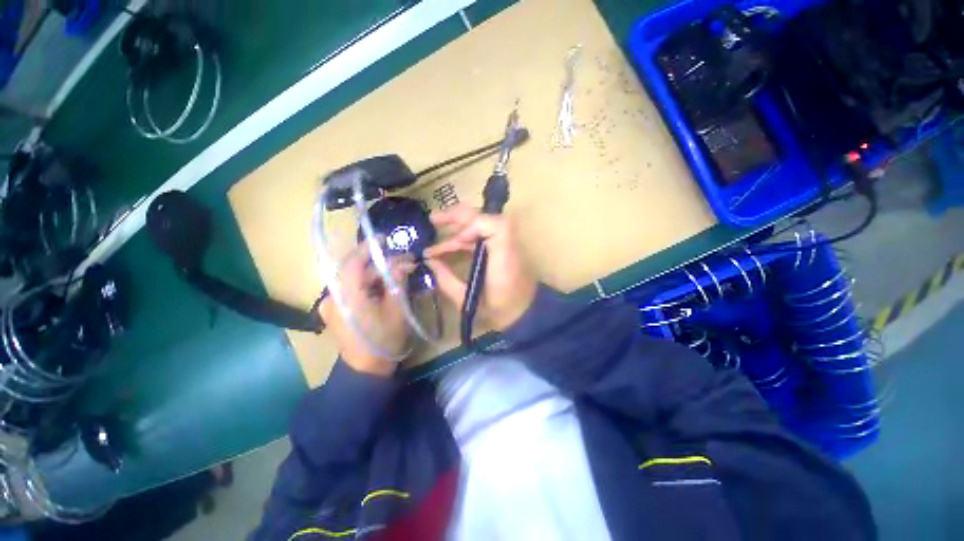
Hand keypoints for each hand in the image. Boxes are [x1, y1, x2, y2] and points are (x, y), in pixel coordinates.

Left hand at [319, 246, 415, 375]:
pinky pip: (352, 289)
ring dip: (374, 273)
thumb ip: (397, 283)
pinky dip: (368, 283)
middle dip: (378, 263)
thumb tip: (404, 263)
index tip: (384, 239)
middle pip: (354, 270)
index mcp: (346, 297)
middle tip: (401, 261)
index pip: (352, 263)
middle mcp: (332, 297)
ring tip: (396, 272)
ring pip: (354, 279)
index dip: (368, 248)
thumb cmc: (383, 340)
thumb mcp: (396, 310)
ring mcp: (332, 304)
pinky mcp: (335, 310)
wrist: (366, 370)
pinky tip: (383, 285)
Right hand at [425, 205, 536, 330]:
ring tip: (434, 238)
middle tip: (433, 220)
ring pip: (480, 224)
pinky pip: (481, 236)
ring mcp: (505, 244)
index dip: (472, 226)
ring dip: (456, 229)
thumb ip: (446, 279)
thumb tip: (428, 262)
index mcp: (504, 256)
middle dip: (456, 217)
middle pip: (484, 217)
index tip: (456, 241)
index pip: (493, 224)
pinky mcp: (502, 248)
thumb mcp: (468, 300)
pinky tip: (447, 248)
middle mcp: (506, 244)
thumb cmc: (498, 310)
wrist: (524, 313)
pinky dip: (463, 239)